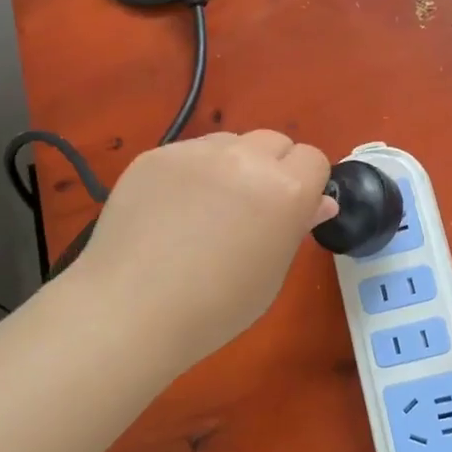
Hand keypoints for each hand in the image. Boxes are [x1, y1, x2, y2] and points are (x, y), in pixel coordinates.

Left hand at [75, 130, 335, 369]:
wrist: (132, 310)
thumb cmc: (216, 307)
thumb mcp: (271, 274)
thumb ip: (296, 227)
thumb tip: (319, 201)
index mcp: (286, 189)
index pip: (313, 158)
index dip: (305, 184)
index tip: (289, 212)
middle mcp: (246, 157)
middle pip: (274, 141)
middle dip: (272, 168)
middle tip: (249, 210)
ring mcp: (197, 151)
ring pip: (230, 142)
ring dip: (232, 165)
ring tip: (205, 209)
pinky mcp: (157, 154)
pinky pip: (189, 153)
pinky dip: (191, 173)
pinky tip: (170, 210)